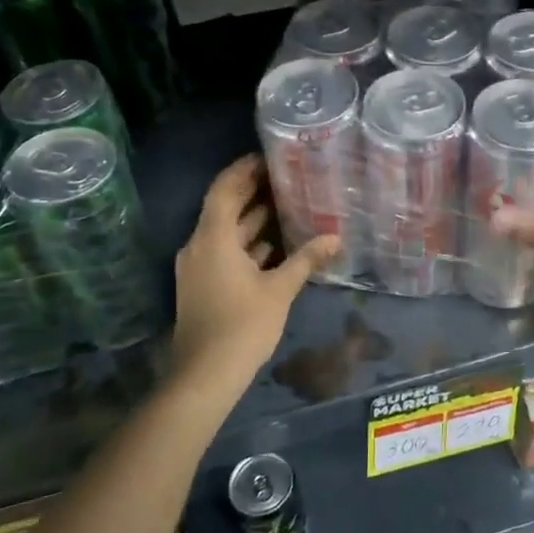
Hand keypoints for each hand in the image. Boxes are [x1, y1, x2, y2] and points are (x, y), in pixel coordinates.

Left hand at [171, 155, 337, 396]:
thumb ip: (306, 259)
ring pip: (224, 232)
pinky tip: (274, 245)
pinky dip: (246, 244)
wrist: (205, 374)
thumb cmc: (243, 325)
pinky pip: (223, 252)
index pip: (224, 189)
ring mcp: (197, 267)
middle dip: (251, 192)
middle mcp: (199, 246)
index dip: (243, 170)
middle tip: (285, 177)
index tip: (268, 157)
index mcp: (213, 238)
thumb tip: (335, 238)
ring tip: (286, 204)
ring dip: (251, 219)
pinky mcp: (201, 285)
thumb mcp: (279, 290)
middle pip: (223, 208)